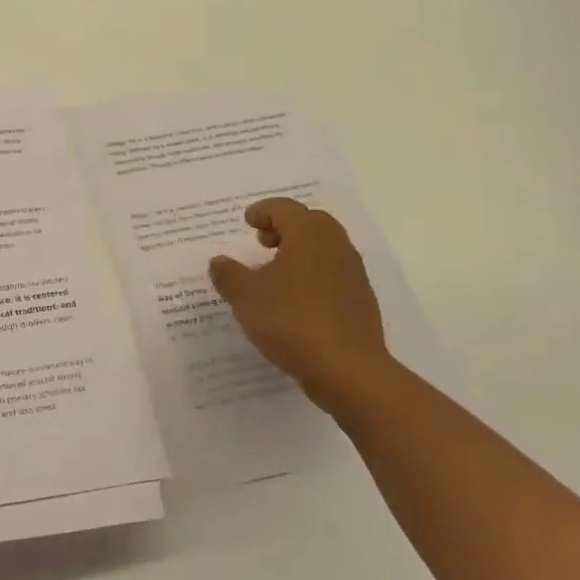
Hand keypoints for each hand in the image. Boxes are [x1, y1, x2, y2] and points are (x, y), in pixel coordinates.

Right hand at [208, 198, 389, 412]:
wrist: (349, 371)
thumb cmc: (292, 321)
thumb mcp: (246, 296)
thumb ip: (228, 275)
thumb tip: (219, 262)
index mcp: (310, 234)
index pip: (285, 208)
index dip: (262, 211)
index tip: (247, 223)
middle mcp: (336, 246)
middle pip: (310, 223)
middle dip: (284, 227)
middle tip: (261, 242)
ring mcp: (353, 274)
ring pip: (324, 249)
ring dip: (299, 252)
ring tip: (274, 273)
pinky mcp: (360, 302)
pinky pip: (332, 274)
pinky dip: (311, 275)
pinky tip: (293, 300)